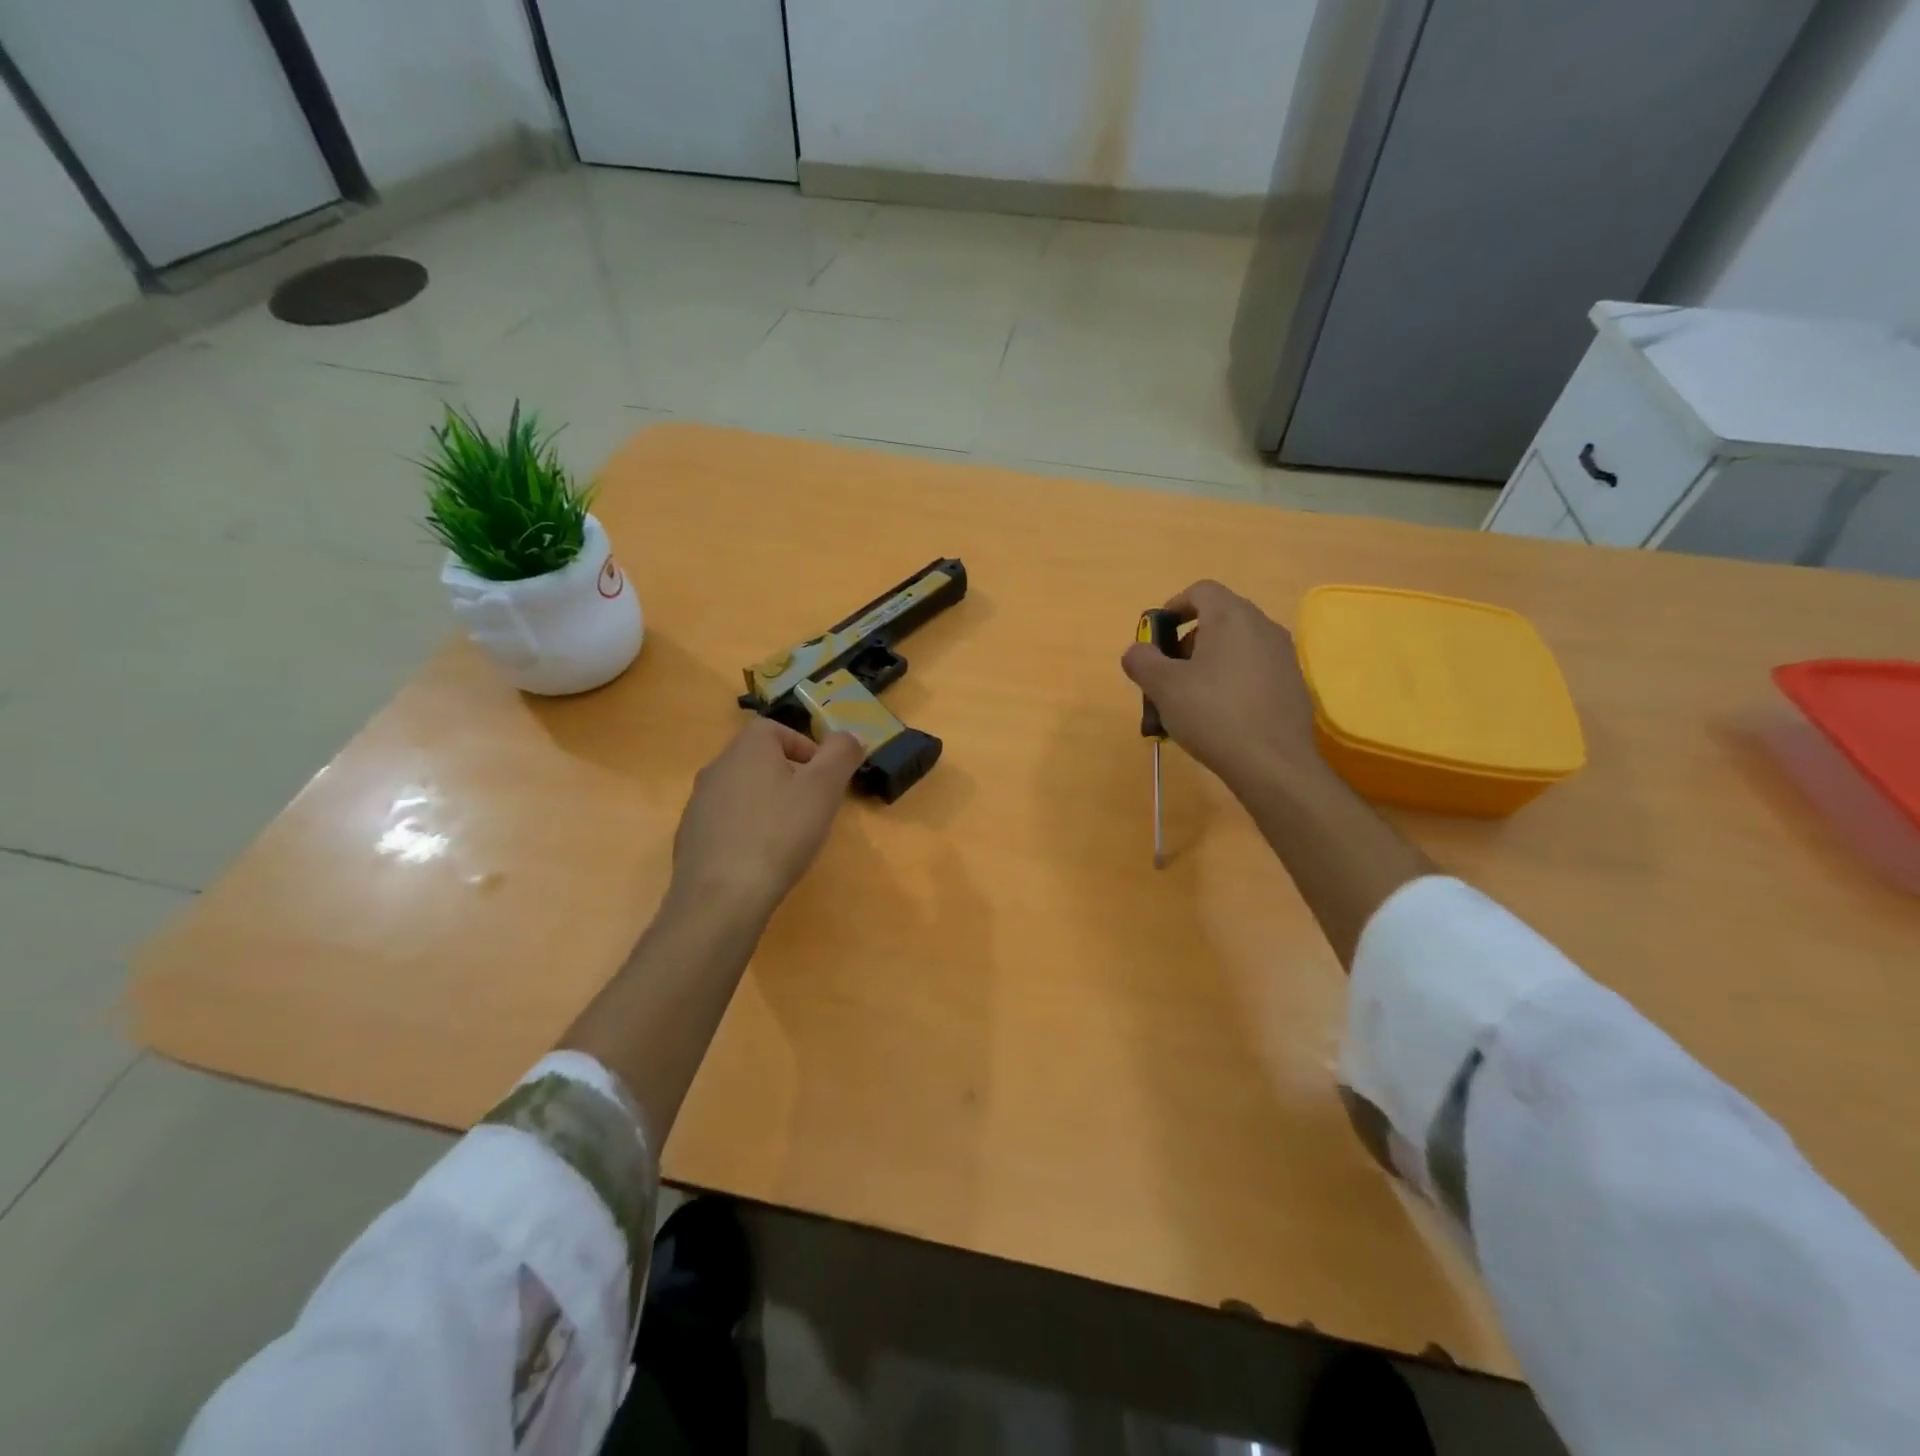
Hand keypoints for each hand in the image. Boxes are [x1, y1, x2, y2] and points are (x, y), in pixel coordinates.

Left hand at [668, 718, 863, 921]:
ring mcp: (698, 804)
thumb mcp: (824, 789)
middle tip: (812, 807)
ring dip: (767, 804)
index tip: (824, 777)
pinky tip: (761, 858)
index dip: (804, 747)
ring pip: (741, 792)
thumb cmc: (779, 834)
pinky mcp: (691, 837)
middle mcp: (717, 768)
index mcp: (747, 748)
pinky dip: (746, 830)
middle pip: (757, 760)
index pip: (775, 729)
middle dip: (788, 777)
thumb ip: (841, 755)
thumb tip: (850, 736)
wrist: (721, 897)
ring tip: (789, 836)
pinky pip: (726, 822)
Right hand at [1120, 579, 1330, 795]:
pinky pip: (1253, 672)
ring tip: (1188, 702)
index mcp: (1232, 617)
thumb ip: (1142, 661)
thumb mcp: (1163, 686)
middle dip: (1187, 642)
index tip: (1156, 637)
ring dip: (1207, 665)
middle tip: (1168, 675)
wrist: (1273, 763)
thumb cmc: (1212, 713)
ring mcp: (1283, 656)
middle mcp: (1263, 627)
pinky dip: (1230, 683)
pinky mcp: (1293, 685)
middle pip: (1218, 619)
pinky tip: (1218, 718)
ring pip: (1236, 648)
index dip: (1173, 607)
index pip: (1200, 591)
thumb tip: (1137, 652)